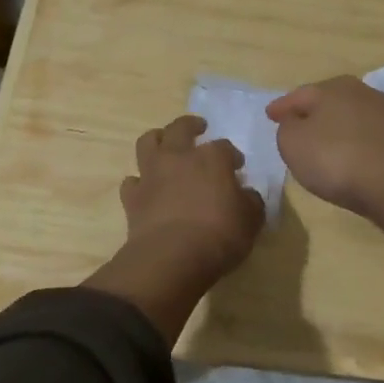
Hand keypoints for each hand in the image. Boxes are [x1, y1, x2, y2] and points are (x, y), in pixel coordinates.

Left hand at [119, 115, 262, 278]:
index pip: (224, 147)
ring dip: (157, 139)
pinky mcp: (132, 197)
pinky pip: (132, 181)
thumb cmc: (220, 234)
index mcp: (212, 158)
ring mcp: (152, 174)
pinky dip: (139, 182)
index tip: (237, 166)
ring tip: (164, 144)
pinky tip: (147, 188)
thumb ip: (251, 202)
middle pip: (181, 128)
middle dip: (191, 125)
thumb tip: (246, 194)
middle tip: (198, 127)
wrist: (172, 257)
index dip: (232, 155)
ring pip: (148, 142)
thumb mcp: (251, 220)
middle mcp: (179, 157)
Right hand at [266, 76, 383, 247]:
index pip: (299, 94)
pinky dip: (353, 141)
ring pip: (349, 116)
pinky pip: (365, 135)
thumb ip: (287, 128)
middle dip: (311, 111)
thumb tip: (295, 121)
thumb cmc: (335, 158)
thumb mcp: (292, 143)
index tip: (269, 115)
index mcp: (331, 87)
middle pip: (328, 100)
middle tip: (296, 124)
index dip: (282, 106)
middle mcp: (360, 91)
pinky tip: (347, 154)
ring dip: (335, 126)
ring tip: (321, 141)